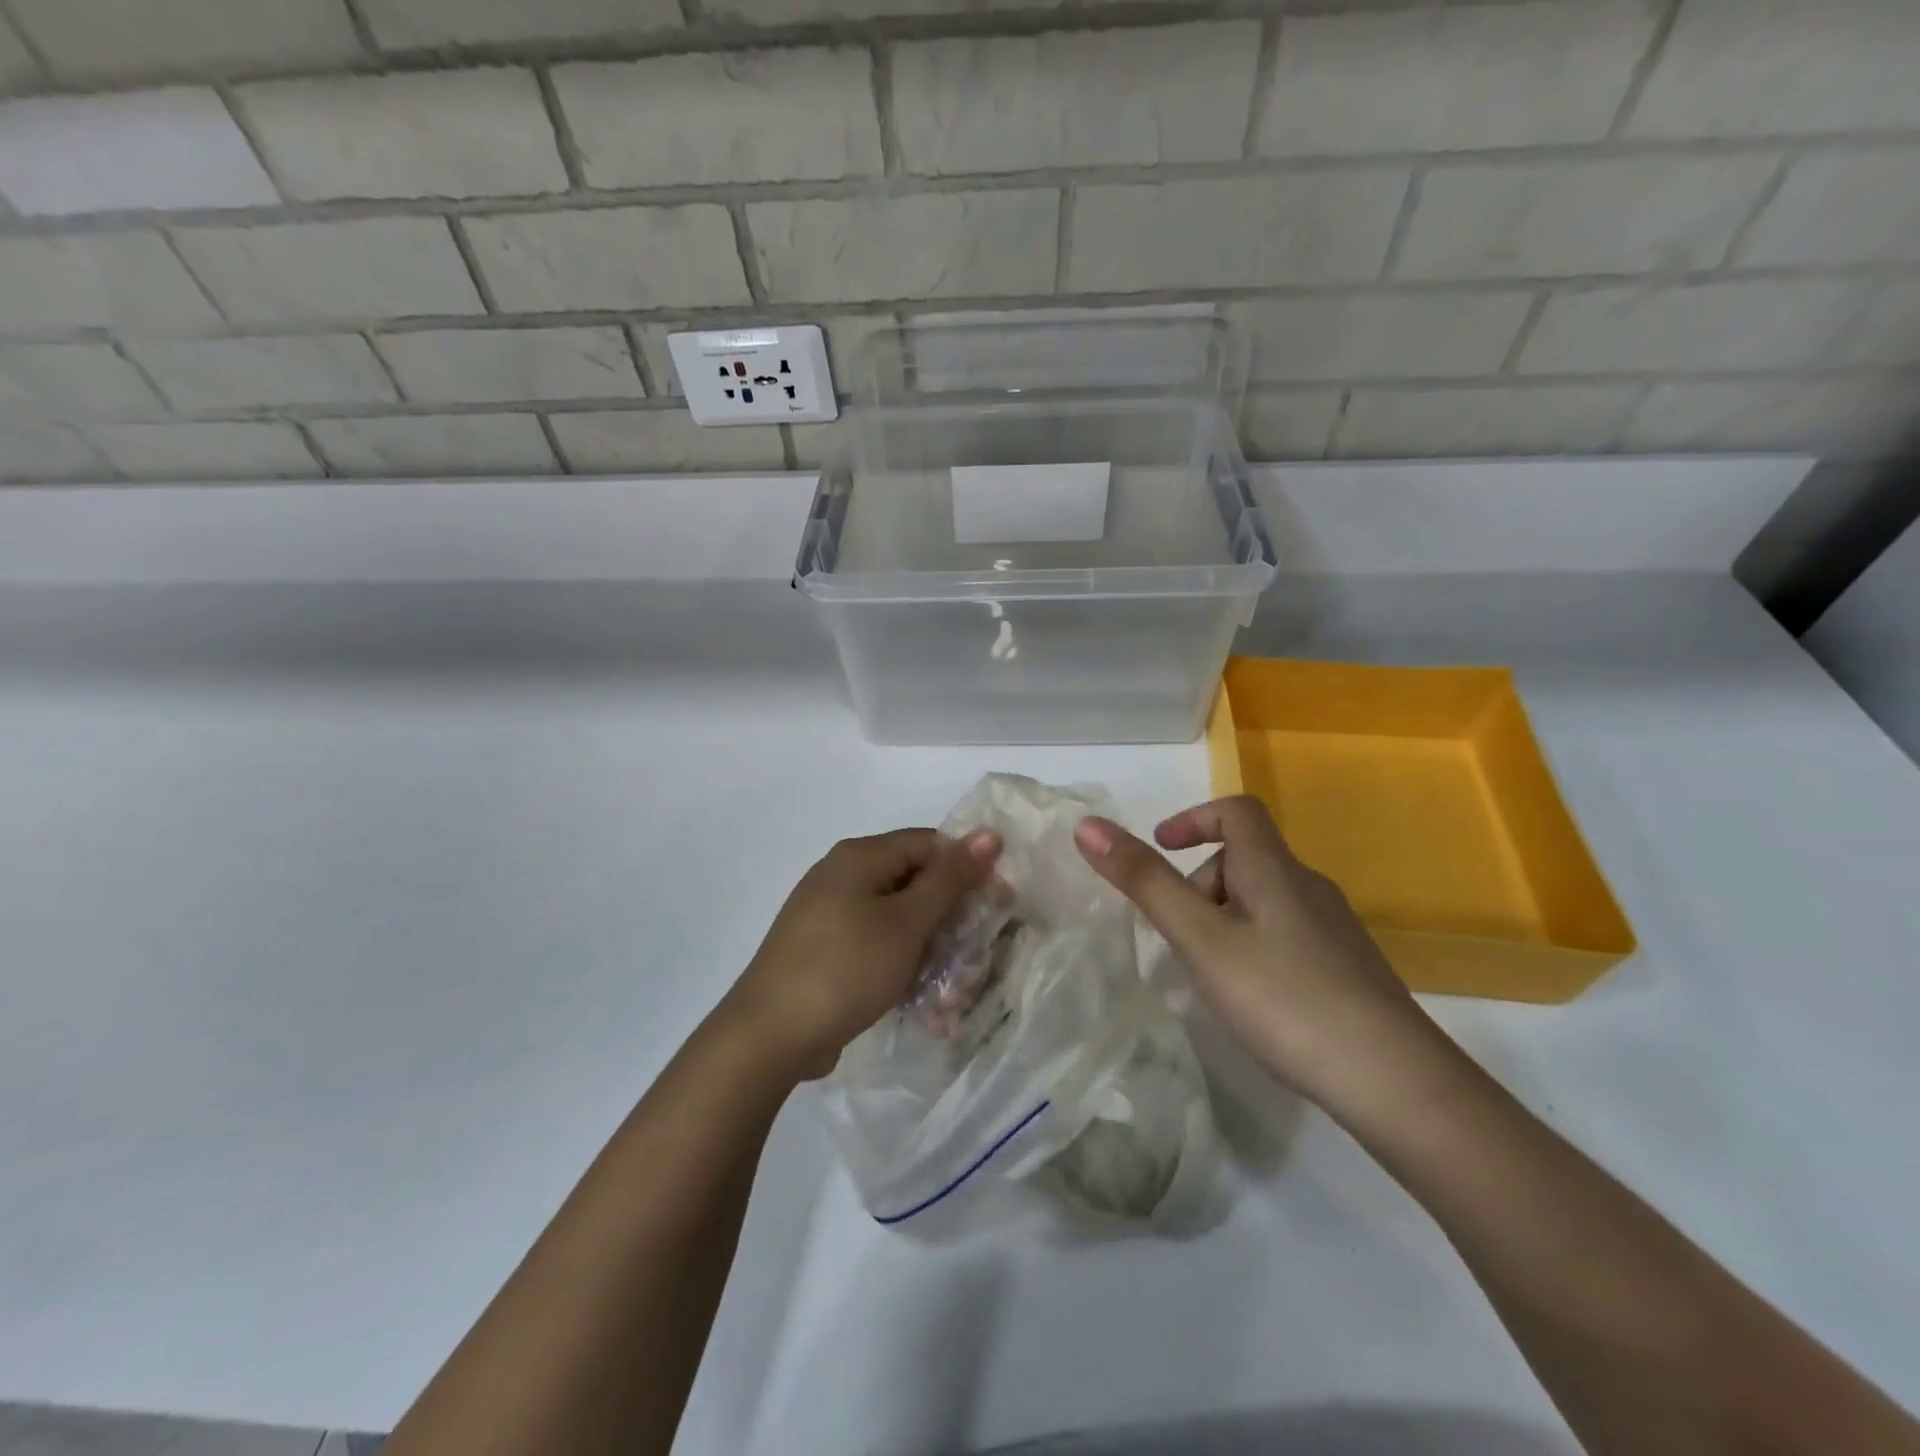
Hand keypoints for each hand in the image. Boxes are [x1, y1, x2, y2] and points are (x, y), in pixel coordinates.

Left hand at [723, 827, 1001, 1081]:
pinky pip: (873, 946)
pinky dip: (899, 966)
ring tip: (950, 993)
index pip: (929, 844)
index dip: (967, 869)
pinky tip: (919, 1003)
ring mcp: (828, 915)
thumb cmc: (846, 968)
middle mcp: (841, 876)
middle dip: (948, 919)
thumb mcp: (907, 922)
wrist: (769, 1035)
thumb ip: (950, 878)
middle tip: (974, 955)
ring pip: (896, 920)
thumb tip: (988, 833)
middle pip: (912, 882)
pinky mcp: (823, 951)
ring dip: (928, 950)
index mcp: (859, 856)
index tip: (996, 905)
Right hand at [1074, 797, 1438, 1105]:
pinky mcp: (1347, 969)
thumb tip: (1088, 825)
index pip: (1237, 812)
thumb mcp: (1201, 939)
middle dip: (1199, 884)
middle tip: (1178, 937)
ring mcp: (1334, 930)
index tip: (1161, 848)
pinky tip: (1252, 1000)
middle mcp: (1308, 888)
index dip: (1194, 818)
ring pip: (1264, 902)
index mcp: (1274, 870)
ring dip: (1223, 920)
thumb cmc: (1284, 997)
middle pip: (1245, 860)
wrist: (1394, 1081)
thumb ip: (1145, 882)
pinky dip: (1252, 947)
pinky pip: (1285, 935)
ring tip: (1207, 974)